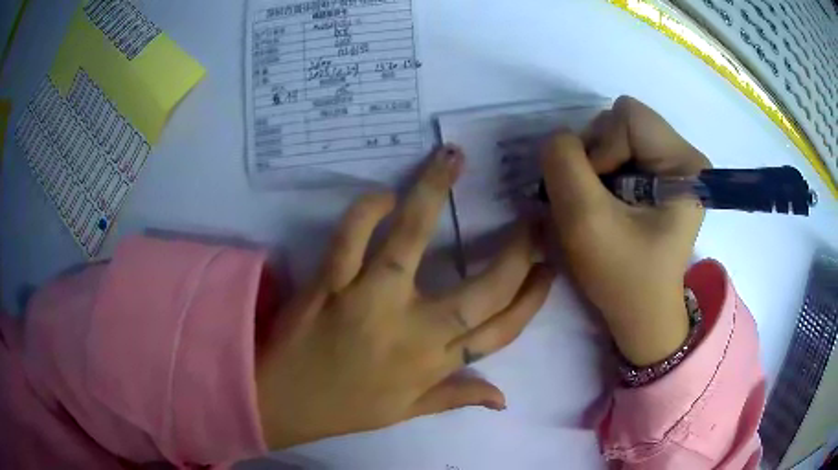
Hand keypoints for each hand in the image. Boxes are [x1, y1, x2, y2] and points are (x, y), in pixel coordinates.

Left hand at [256, 146, 552, 448]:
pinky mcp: (329, 282)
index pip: (500, 330)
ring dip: (434, 192)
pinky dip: (366, 209)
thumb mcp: (407, 412)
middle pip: (481, 288)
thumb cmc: (347, 409)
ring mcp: (368, 301)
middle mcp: (411, 331)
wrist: (282, 402)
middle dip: (517, 251)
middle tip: (533, 217)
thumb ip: (457, 397)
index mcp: (433, 365)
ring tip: (453, 157)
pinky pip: (351, 235)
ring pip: (411, 239)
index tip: (549, 267)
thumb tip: (504, 398)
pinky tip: (383, 193)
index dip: (532, 299)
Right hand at [540, 96, 710, 365]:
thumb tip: (559, 140)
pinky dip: (603, 172)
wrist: (642, 313)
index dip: (600, 148)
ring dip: (597, 166)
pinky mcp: (662, 175)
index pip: (627, 116)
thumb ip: (564, 165)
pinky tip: (609, 204)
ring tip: (602, 206)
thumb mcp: (585, 222)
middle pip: (622, 120)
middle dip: (597, 157)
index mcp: (684, 164)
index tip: (598, 195)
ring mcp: (674, 164)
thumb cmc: (623, 277)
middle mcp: (685, 156)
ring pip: (617, 133)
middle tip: (596, 202)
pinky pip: (620, 150)